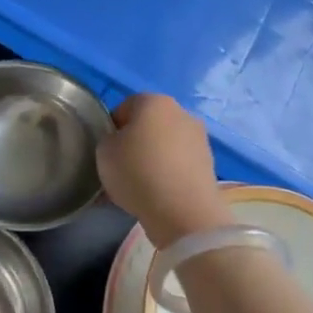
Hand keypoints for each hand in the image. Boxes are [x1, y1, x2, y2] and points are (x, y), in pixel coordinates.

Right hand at [97, 94, 230, 247]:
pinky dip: (168, 175)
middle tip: (121, 168)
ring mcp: (199, 139)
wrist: (183, 211)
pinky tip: (157, 195)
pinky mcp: (209, 164)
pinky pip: (179, 165)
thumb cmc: (138, 172)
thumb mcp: (104, 152)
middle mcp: (181, 112)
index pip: (125, 107)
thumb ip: (109, 139)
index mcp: (154, 101)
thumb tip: (122, 143)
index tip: (107, 151)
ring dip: (153, 159)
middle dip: (136, 143)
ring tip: (140, 186)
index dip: (112, 128)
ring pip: (166, 145)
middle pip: (149, 125)